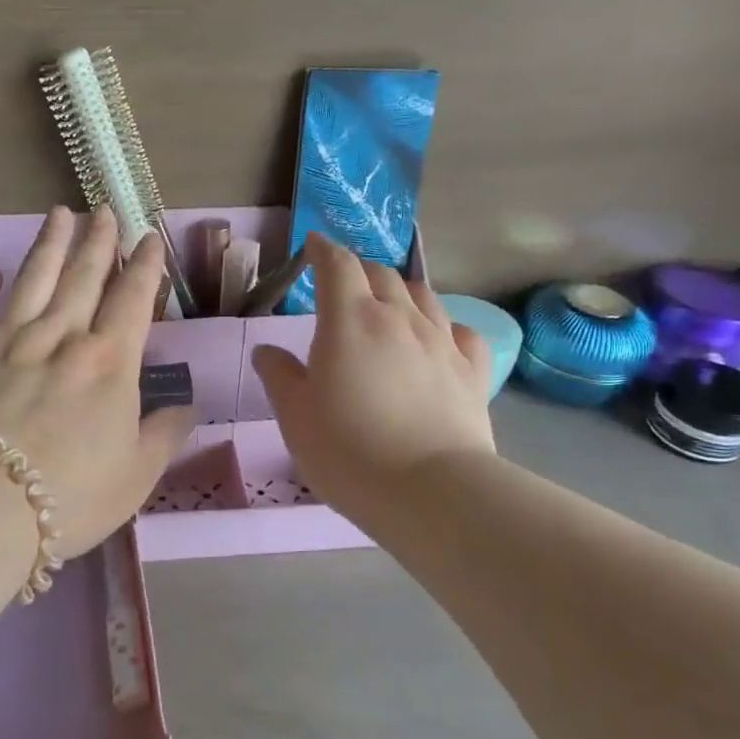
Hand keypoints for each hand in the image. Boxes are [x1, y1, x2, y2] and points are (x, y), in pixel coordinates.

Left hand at [0, 206, 196, 559]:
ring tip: (60, 214)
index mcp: (109, 363)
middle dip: (98, 242)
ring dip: (50, 245)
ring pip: (33, 280)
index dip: (144, 268)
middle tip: (105, 210)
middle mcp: (59, 337)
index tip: (149, 239)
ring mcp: (6, 340)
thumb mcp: (137, 475)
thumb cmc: (71, 494)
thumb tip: (186, 408)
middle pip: (83, 278)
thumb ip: (164, 436)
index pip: (132, 301)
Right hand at [252, 233, 495, 524]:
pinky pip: (460, 331)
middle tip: (343, 284)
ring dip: (400, 290)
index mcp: (350, 320)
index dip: (323, 250)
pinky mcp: (472, 371)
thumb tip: (267, 351)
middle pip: (381, 273)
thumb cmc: (347, 451)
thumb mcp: (295, 416)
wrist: (429, 492)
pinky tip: (437, 339)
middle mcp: (399, 318)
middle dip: (358, 270)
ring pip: (423, 295)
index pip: (337, 265)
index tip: (312, 246)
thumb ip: (279, 376)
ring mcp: (441, 342)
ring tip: (388, 304)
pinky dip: (443, 325)